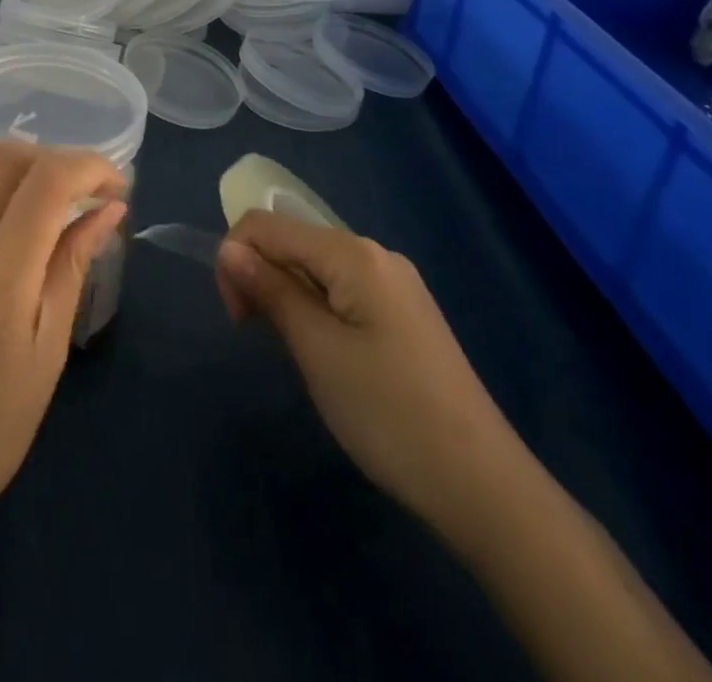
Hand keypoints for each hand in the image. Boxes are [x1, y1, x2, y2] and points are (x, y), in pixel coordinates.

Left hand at [0, 139, 127, 534]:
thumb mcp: (51, 345)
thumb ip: (74, 260)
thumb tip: (110, 204)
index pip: (43, 188)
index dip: (87, 167)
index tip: (114, 181)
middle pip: (4, 164)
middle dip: (54, 159)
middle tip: (79, 185)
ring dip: (5, 153)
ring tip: (34, 177)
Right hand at [216, 211, 524, 534]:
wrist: (483, 487)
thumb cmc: (388, 412)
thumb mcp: (316, 349)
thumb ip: (270, 290)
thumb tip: (227, 250)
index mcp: (353, 253)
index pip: (266, 225)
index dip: (235, 259)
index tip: (238, 317)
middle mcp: (375, 254)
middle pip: (292, 241)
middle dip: (261, 276)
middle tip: (261, 336)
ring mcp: (394, 284)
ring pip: (314, 267)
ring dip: (286, 295)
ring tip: (296, 350)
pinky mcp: (403, 314)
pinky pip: (341, 290)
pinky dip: (315, 308)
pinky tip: (326, 352)